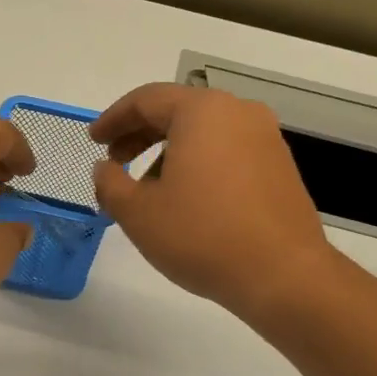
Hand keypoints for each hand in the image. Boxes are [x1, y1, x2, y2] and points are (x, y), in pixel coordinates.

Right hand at [91, 84, 335, 321]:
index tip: (93, 141)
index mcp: (202, 112)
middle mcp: (238, 113)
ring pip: (204, 133)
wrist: (282, 275)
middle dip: (140, 135)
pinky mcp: (279, 167)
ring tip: (147, 191)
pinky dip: (198, 164)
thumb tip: (104, 168)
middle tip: (114, 162)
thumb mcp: (138, 213)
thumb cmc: (201, 236)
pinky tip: (186, 200)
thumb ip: (110, 183)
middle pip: (177, 112)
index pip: (146, 100)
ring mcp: (265, 139)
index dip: (113, 119)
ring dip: (168, 153)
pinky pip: (227, 152)